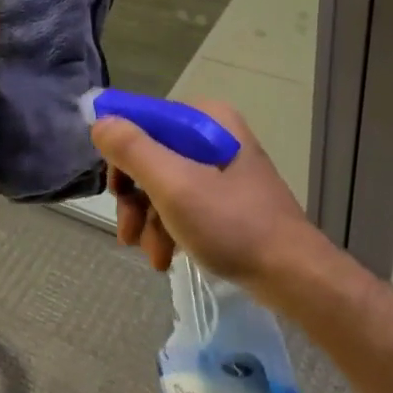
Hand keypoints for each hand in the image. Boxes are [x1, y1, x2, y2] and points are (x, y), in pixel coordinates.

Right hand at [89, 101, 320, 292]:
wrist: (292, 274)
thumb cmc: (231, 224)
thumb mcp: (174, 185)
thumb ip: (133, 150)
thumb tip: (100, 122)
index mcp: (207, 119)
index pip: (145, 121)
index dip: (122, 155)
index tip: (115, 191)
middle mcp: (215, 135)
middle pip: (153, 156)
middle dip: (136, 197)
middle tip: (128, 231)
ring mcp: (223, 169)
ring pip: (165, 184)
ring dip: (150, 220)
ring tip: (154, 255)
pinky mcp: (229, 199)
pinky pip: (185, 204)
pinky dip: (170, 228)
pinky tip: (168, 257)